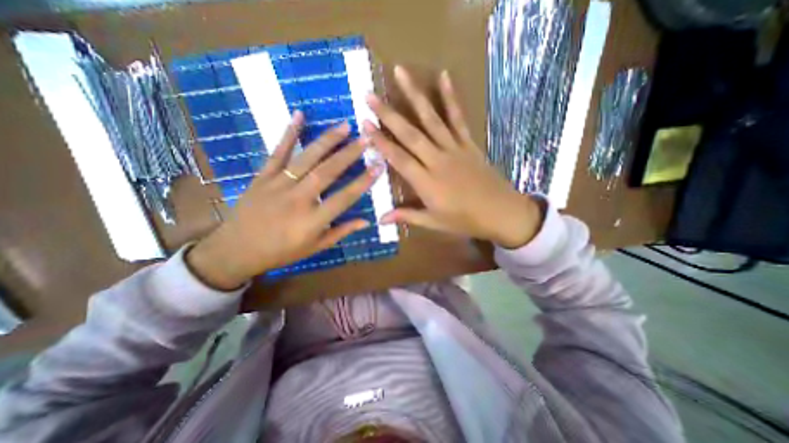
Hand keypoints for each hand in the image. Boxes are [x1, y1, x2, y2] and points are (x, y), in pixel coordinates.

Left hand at [187, 112, 379, 290]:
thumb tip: (366, 221)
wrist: (237, 250)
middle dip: (349, 154)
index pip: (344, 198)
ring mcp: (278, 185)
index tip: (378, 166)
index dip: (363, 182)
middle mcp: (298, 200)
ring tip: (345, 126)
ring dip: (327, 141)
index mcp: (312, 221)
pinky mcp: (262, 177)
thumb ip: (341, 232)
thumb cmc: (282, 252)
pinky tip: (299, 115)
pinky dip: (289, 133)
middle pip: (327, 173)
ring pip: (306, 159)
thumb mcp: (315, 248)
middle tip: (366, 139)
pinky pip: (277, 153)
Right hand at [363, 67, 542, 250]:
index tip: (365, 124)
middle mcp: (437, 160)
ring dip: (414, 95)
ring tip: (400, 72)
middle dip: (388, 114)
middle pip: (410, 134)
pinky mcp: (468, 143)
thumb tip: (380, 220)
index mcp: (426, 182)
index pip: (398, 158)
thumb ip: (407, 216)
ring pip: (431, 119)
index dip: (381, 142)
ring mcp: (454, 148)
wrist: (500, 212)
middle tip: (370, 95)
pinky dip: (450, 97)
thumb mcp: (434, 222)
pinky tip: (444, 76)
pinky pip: (458, 118)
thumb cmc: (464, 220)